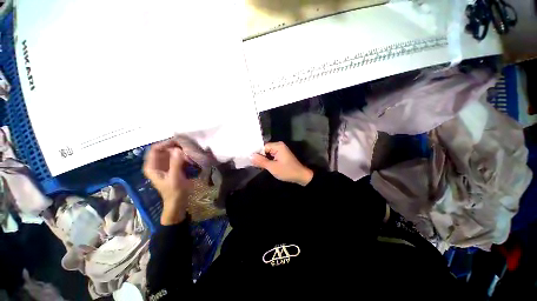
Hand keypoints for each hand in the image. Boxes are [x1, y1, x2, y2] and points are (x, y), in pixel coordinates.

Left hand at [143, 140, 192, 224]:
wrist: (178, 202)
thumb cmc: (174, 192)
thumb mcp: (175, 178)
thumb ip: (175, 163)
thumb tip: (178, 149)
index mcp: (151, 166)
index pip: (155, 149)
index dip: (166, 144)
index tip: (179, 143)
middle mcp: (157, 164)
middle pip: (164, 149)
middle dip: (175, 147)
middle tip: (187, 147)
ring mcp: (165, 165)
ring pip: (171, 153)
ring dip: (180, 151)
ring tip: (190, 152)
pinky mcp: (172, 167)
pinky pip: (177, 157)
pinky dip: (183, 156)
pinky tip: (190, 157)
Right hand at [251, 142, 312, 185]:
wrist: (300, 176)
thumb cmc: (287, 171)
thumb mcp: (272, 167)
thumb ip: (261, 161)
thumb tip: (250, 156)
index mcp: (278, 146)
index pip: (263, 147)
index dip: (257, 154)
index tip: (251, 161)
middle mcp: (279, 146)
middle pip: (265, 149)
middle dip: (260, 157)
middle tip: (253, 164)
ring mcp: (281, 151)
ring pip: (268, 153)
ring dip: (264, 160)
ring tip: (257, 166)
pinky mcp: (281, 155)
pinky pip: (272, 156)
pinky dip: (268, 161)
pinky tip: (263, 166)